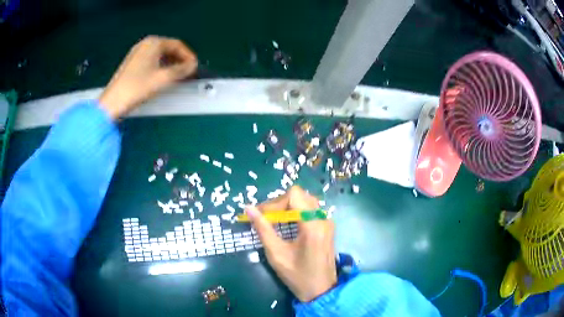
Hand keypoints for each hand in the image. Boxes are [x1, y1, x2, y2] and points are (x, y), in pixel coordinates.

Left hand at [99, 36, 197, 118]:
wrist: (112, 103)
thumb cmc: (138, 87)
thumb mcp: (163, 79)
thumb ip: (181, 70)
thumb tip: (193, 65)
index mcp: (153, 43)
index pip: (177, 45)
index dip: (188, 56)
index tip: (195, 68)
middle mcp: (145, 44)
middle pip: (168, 48)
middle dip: (179, 60)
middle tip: (187, 73)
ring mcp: (137, 53)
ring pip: (160, 55)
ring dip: (171, 64)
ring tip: (177, 77)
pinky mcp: (132, 63)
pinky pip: (152, 60)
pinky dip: (160, 67)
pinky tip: (163, 77)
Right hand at [246, 186, 336, 301]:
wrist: (321, 291)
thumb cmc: (297, 276)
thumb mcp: (276, 254)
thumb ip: (263, 229)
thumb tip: (248, 208)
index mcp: (313, 225)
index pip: (294, 195)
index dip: (274, 202)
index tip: (261, 216)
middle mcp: (323, 218)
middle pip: (300, 195)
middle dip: (280, 203)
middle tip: (265, 218)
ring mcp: (327, 222)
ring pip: (305, 200)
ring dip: (288, 207)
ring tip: (274, 221)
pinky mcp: (327, 227)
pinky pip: (310, 210)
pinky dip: (296, 212)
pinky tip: (287, 225)